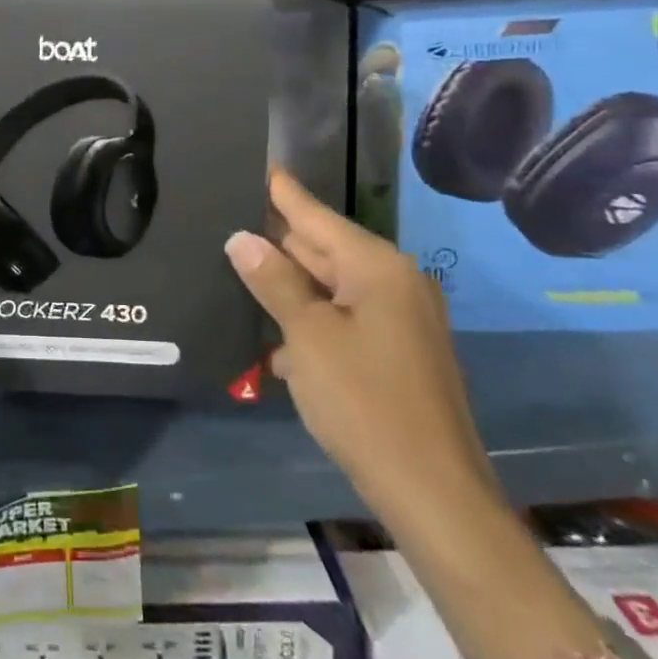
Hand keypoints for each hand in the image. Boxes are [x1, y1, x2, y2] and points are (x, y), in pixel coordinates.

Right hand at [223, 168, 495, 538]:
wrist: (434, 495)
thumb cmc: (365, 403)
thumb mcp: (308, 336)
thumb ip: (273, 281)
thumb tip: (241, 238)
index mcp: (376, 266)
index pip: (313, 213)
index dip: (279, 190)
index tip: (252, 163)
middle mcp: (393, 281)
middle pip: (321, 248)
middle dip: (274, 242)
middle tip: (223, 223)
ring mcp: (400, 318)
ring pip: (329, 286)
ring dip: (287, 288)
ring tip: (234, 272)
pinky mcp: (397, 351)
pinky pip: (343, 318)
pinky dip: (310, 321)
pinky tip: (273, 337)